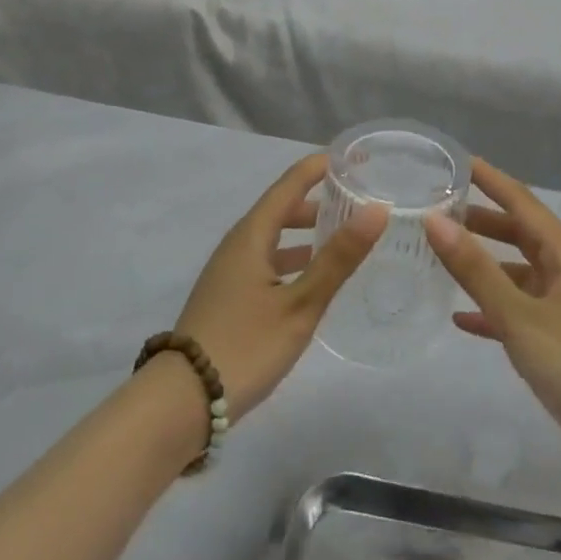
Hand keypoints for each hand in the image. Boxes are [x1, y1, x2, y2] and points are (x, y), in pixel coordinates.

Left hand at [174, 152, 387, 421]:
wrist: (183, 401)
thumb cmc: (246, 345)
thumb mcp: (300, 303)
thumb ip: (338, 258)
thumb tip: (377, 209)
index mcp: (251, 235)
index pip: (289, 184)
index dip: (320, 167)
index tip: (355, 158)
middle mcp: (237, 245)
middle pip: (280, 208)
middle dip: (318, 200)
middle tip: (358, 200)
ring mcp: (229, 271)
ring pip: (273, 237)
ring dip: (306, 231)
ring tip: (342, 236)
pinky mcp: (228, 296)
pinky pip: (266, 260)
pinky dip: (293, 257)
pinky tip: (311, 278)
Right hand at [424, 159, 560, 491]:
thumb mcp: (519, 315)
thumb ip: (475, 270)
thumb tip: (435, 220)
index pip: (524, 203)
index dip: (492, 180)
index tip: (459, 162)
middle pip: (522, 235)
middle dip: (483, 220)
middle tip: (440, 210)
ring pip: (519, 274)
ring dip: (485, 264)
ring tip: (444, 256)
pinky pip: (519, 313)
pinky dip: (492, 310)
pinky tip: (461, 319)